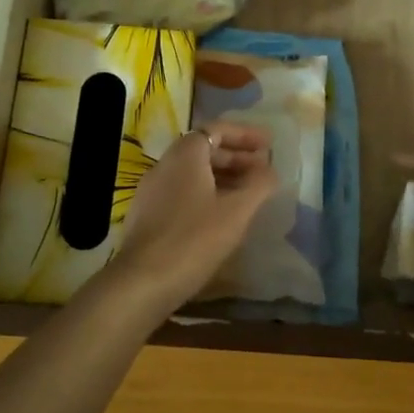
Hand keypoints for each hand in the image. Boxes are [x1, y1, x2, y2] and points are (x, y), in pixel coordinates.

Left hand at [110, 123, 279, 311]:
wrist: (143, 281)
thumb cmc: (194, 239)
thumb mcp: (237, 211)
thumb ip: (258, 185)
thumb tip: (270, 170)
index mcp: (185, 155)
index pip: (216, 130)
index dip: (245, 135)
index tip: (268, 145)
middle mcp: (164, 165)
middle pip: (204, 150)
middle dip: (236, 157)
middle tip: (262, 170)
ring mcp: (152, 191)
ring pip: (193, 174)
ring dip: (222, 177)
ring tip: (247, 194)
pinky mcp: (147, 215)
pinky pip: (182, 192)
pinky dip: (206, 194)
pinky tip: (221, 217)